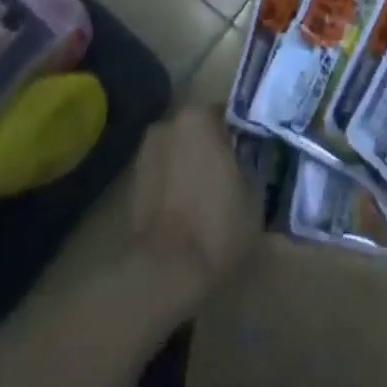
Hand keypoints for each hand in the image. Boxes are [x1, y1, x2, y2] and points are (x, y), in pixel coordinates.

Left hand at [129, 108, 259, 308]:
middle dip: (213, 147)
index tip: (250, 156)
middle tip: (231, 175)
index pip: (227, 115)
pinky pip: (164, 171)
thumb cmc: (217, 225)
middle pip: (199, 130)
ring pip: (180, 149)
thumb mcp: (254, 194)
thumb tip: (253, 158)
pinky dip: (174, 181)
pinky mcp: (132, 179)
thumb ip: (253, 164)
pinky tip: (187, 208)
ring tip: (207, 195)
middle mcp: (169, 122)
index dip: (240, 136)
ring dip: (191, 162)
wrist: (165, 271)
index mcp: (199, 116)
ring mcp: (146, 149)